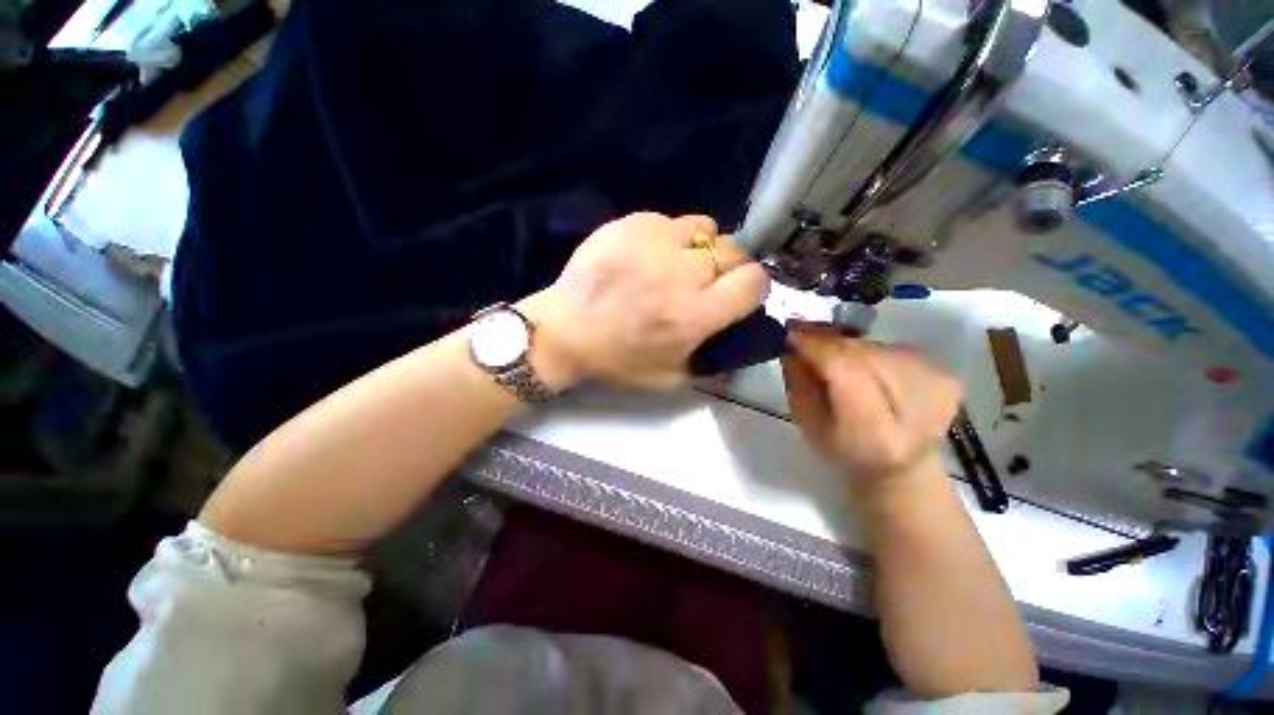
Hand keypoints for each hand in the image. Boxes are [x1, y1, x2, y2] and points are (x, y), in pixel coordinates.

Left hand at [526, 212, 768, 387]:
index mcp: (695, 315)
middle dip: (728, 266)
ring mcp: (656, 242)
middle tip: (704, 281)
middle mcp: (682, 274)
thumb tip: (744, 351)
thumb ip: (712, 366)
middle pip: (734, 251)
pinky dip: (669, 236)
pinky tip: (648, 255)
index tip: (737, 293)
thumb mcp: (669, 379)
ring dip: (700, 247)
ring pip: (706, 228)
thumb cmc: (616, 361)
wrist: (564, 332)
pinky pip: (670, 221)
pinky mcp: (632, 223)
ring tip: (677, 263)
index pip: (753, 282)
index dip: (751, 287)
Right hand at [782, 327, 960, 483]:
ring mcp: (938, 388)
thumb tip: (793, 343)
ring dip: (846, 343)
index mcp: (876, 434)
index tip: (789, 332)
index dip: (816, 347)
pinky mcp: (946, 375)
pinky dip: (868, 348)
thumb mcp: (807, 422)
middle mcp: (917, 409)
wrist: (901, 466)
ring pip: (875, 346)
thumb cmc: (844, 449)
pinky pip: (893, 347)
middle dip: (827, 341)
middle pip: (862, 354)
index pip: (845, 371)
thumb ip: (798, 382)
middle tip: (800, 331)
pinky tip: (858, 362)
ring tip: (826, 348)